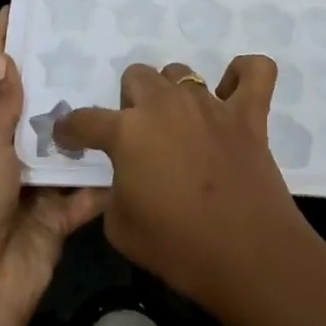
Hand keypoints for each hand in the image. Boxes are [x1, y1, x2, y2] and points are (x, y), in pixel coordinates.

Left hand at [0, 8, 106, 325]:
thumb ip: (0, 108)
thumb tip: (4, 59)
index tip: (15, 9)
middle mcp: (3, 156)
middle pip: (30, 108)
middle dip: (53, 78)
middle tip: (85, 42)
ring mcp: (32, 185)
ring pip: (64, 145)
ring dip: (84, 122)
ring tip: (117, 81)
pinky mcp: (59, 214)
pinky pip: (86, 188)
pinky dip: (105, 175)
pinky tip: (133, 145)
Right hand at [54, 56, 318, 321]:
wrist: (246, 255)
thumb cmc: (176, 247)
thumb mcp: (119, 227)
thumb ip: (113, 189)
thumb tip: (124, 175)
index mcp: (128, 131)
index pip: (85, 119)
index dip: (71, 130)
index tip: (70, 139)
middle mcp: (166, 105)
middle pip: (138, 77)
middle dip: (131, 102)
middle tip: (140, 136)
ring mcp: (210, 104)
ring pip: (182, 73)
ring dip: (173, 93)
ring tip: (180, 124)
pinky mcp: (249, 113)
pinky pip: (255, 71)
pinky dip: (244, 74)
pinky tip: (234, 92)